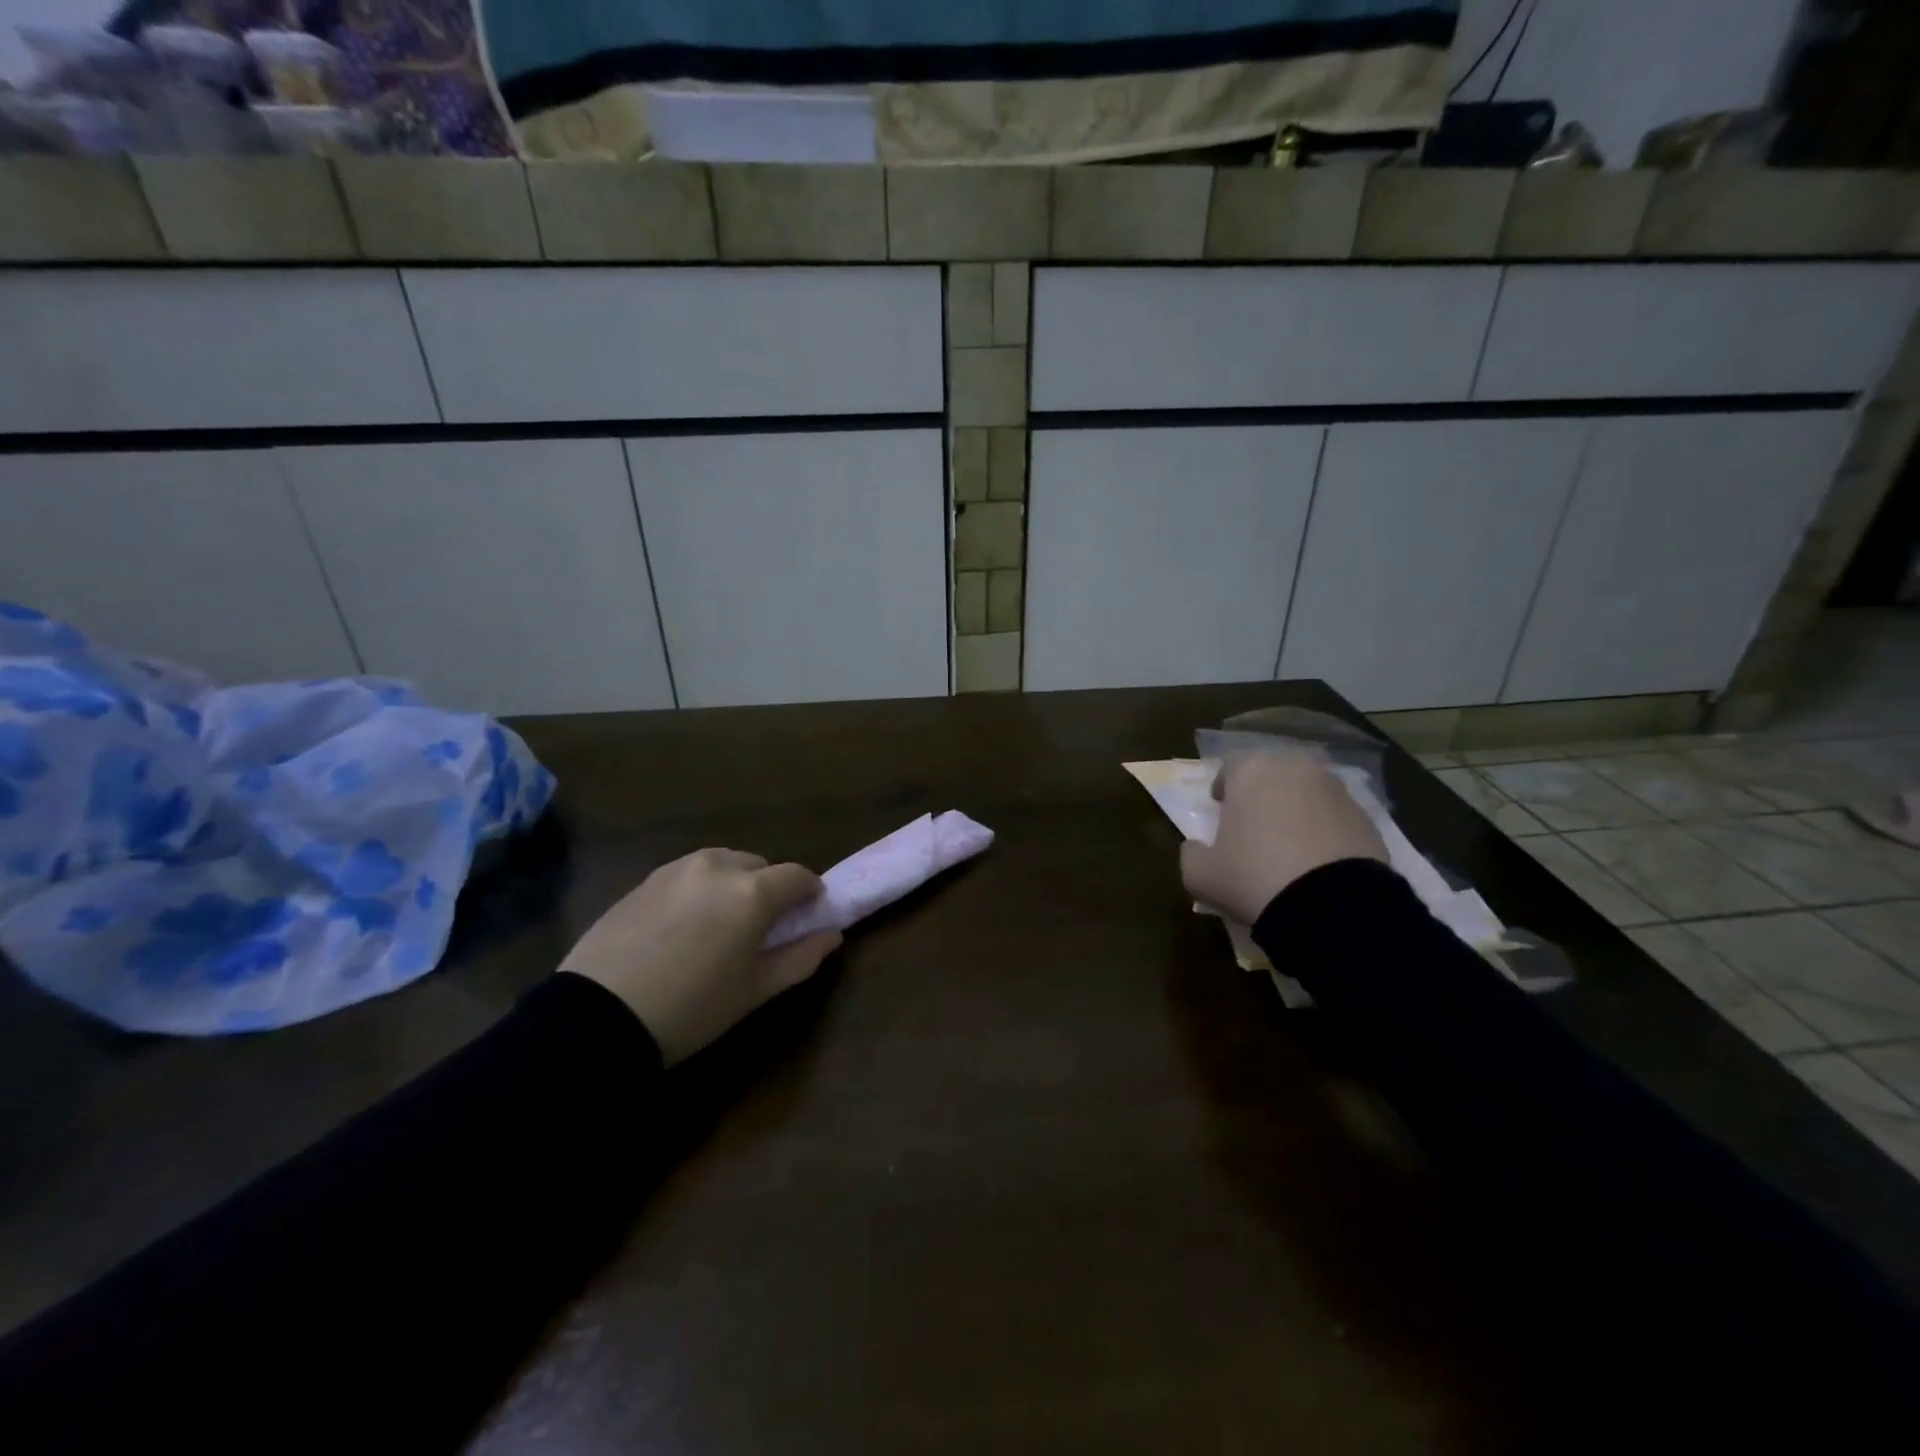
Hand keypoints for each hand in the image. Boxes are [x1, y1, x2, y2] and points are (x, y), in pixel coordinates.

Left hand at [559, 848, 840, 1065]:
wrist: (595, 1019)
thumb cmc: (691, 1009)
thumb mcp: (755, 991)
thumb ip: (801, 957)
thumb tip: (831, 934)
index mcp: (752, 891)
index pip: (799, 876)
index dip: (810, 895)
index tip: (807, 918)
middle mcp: (718, 866)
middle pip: (760, 866)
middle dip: (768, 890)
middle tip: (759, 930)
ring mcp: (677, 869)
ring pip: (723, 865)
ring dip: (733, 885)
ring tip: (718, 926)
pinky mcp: (645, 880)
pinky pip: (688, 875)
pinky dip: (699, 890)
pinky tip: (683, 927)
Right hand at [1181, 751, 1387, 924]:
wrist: (1334, 908)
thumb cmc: (1254, 877)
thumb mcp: (1201, 875)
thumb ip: (1191, 853)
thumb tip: (1196, 847)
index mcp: (1252, 770)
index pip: (1230, 766)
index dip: (1223, 788)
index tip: (1220, 811)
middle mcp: (1296, 768)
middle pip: (1271, 774)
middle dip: (1261, 794)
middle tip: (1253, 826)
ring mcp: (1337, 790)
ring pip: (1305, 792)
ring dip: (1294, 810)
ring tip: (1288, 846)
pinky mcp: (1367, 817)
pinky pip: (1334, 816)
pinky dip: (1323, 830)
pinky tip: (1316, 861)